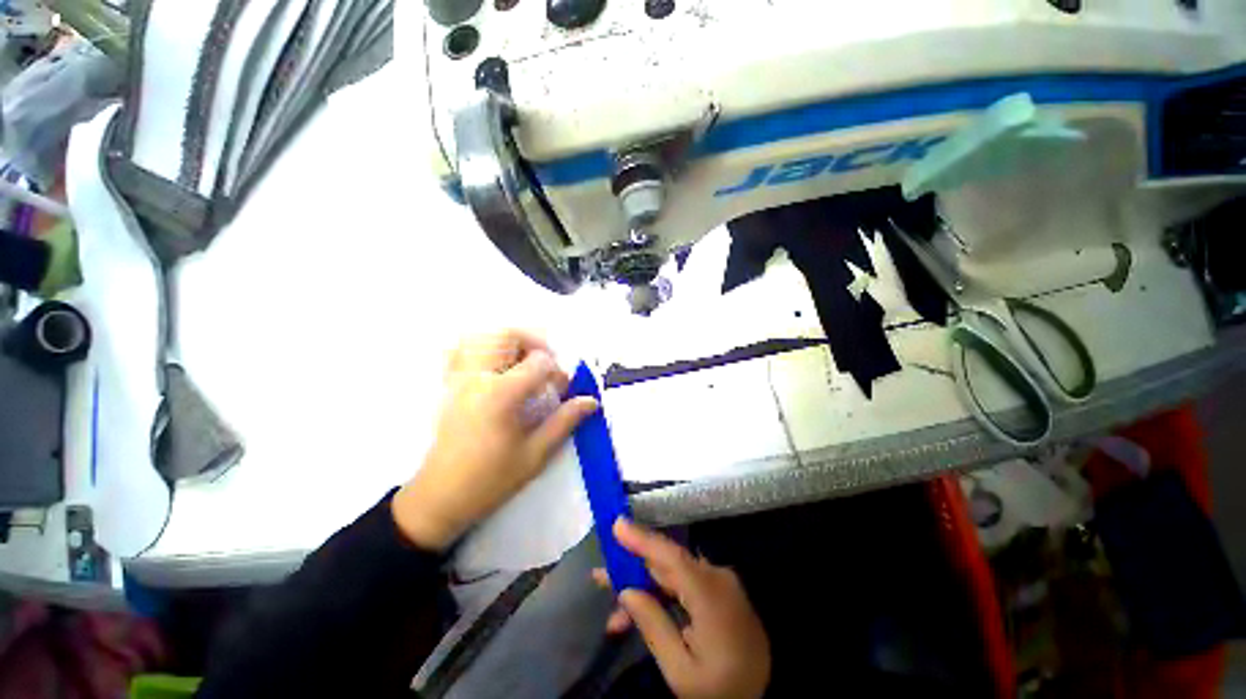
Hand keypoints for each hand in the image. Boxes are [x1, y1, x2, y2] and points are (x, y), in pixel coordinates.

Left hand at [392, 330, 598, 550]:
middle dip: (534, 342)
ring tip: (522, 361)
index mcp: (501, 394)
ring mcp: (458, 379)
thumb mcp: (535, 454)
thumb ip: (564, 421)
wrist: (439, 498)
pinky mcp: (448, 386)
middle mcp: (477, 378)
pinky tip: (495, 366)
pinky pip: (460, 351)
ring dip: (508, 342)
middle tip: (546, 363)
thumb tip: (591, 401)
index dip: (557, 371)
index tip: (561, 389)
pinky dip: (481, 348)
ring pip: (481, 337)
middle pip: (507, 336)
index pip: (539, 362)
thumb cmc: (490, 479)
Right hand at [593, 519, 770, 698]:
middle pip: (666, 565)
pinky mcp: (719, 591)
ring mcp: (720, 583)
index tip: (616, 525)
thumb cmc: (720, 690)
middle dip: (632, 570)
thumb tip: (627, 591)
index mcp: (711, 596)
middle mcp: (717, 578)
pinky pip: (683, 585)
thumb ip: (654, 626)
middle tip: (600, 577)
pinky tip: (640, 613)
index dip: (643, 539)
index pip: (671, 557)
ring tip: (614, 613)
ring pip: (672, 575)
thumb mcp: (681, 671)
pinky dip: (660, 595)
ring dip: (643, 587)